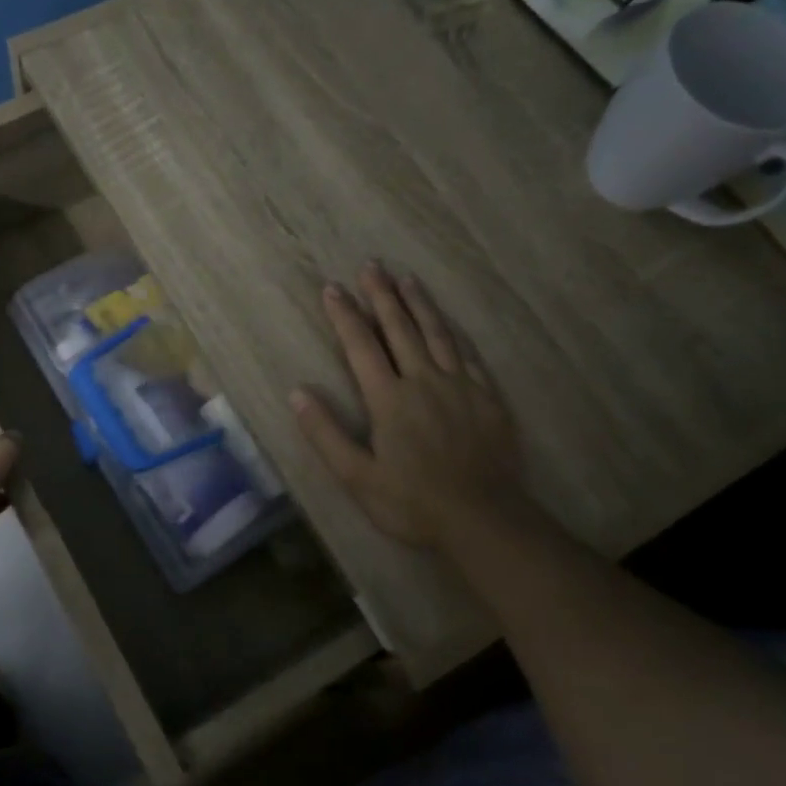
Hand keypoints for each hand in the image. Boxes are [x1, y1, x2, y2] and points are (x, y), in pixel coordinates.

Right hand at [291, 263, 532, 552]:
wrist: (484, 519)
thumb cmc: (412, 502)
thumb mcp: (356, 476)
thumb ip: (325, 433)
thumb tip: (298, 393)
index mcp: (389, 399)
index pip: (362, 346)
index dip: (345, 316)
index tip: (333, 288)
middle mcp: (424, 381)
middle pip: (400, 329)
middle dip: (382, 296)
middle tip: (372, 266)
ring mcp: (460, 387)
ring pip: (437, 334)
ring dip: (419, 304)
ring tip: (407, 279)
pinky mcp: (487, 398)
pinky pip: (468, 355)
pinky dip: (454, 333)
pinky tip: (449, 324)